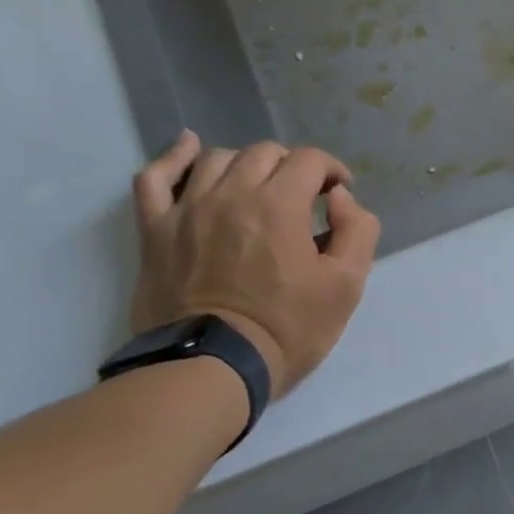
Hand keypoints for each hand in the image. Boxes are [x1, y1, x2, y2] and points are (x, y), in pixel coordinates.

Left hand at [129, 132, 380, 397]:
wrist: (215, 366)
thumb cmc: (289, 328)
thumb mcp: (347, 285)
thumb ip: (357, 231)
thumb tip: (340, 199)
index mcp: (280, 204)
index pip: (310, 160)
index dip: (332, 170)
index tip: (340, 196)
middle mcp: (232, 193)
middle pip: (266, 153)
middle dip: (293, 168)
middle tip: (304, 199)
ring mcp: (187, 208)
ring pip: (218, 159)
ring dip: (247, 166)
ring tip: (258, 190)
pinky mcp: (156, 229)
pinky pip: (155, 177)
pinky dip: (173, 157)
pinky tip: (188, 148)